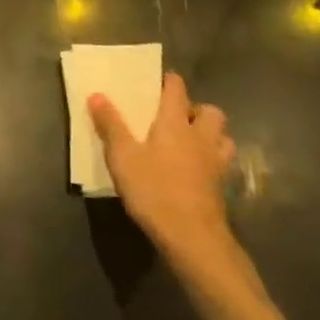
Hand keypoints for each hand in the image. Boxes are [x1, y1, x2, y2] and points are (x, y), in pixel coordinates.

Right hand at [89, 73, 239, 278]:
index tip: (156, 82)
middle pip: (210, 111)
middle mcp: (200, 137)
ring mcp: (216, 163)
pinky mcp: (222, 187)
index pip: (177, 89)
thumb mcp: (122, 156)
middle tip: (176, 118)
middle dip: (196, 109)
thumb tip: (96, 94)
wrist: (192, 237)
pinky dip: (213, 160)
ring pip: (223, 137)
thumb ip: (110, 124)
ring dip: (211, 134)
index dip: (168, 81)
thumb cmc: (154, 190)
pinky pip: (222, 163)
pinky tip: (198, 170)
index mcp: (175, 123)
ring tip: (191, 142)